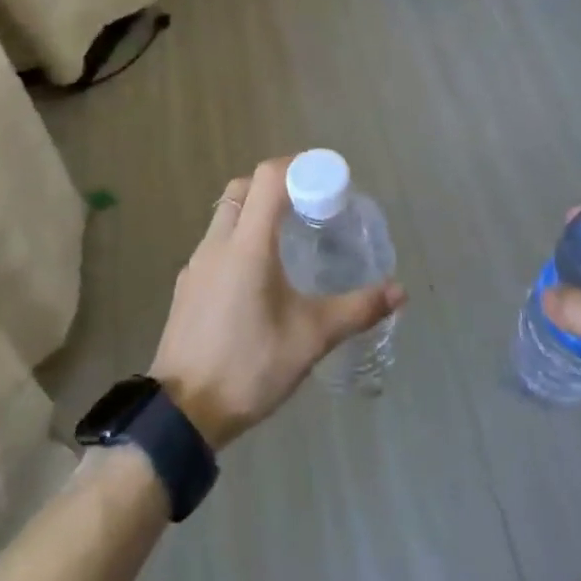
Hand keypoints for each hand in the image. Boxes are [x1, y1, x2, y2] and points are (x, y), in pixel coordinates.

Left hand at [149, 158, 405, 450]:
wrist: (182, 413)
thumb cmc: (249, 367)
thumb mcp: (311, 339)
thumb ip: (356, 309)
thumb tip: (398, 291)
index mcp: (247, 246)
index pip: (268, 178)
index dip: (299, 167)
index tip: (328, 180)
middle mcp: (217, 244)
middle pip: (243, 188)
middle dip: (277, 185)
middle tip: (311, 205)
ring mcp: (196, 265)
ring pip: (226, 215)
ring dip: (256, 211)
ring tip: (291, 237)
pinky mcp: (188, 286)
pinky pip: (216, 243)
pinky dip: (240, 238)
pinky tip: (261, 275)